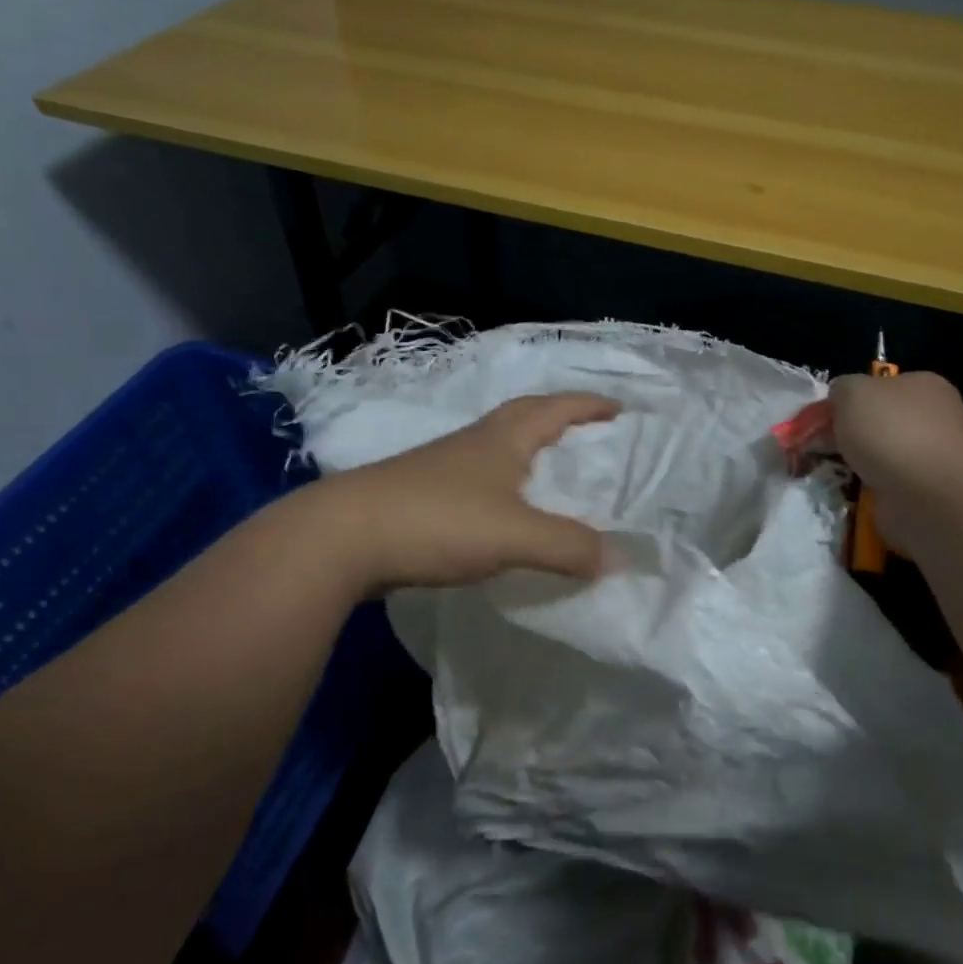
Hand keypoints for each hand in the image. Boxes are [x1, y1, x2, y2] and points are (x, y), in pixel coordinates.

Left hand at [317, 392, 621, 593]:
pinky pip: (476, 480)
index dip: (588, 406)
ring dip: (527, 452)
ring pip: (496, 448)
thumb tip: (619, 557)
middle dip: (558, 420)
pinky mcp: (420, 495)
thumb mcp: (515, 534)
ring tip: (549, 475)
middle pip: (523, 417)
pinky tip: (501, 513)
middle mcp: (473, 443)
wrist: (342, 536)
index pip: (555, 409)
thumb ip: (568, 546)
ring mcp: (442, 467)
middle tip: (586, 435)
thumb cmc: (438, 519)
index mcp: (502, 438)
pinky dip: (500, 485)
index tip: (618, 408)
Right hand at [829, 372, 962, 547]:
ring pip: (885, 456)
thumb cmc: (891, 431)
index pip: (883, 385)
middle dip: (854, 435)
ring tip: (835, 473)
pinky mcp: (932, 492)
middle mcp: (938, 417)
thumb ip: (841, 389)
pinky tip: (856, 494)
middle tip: (823, 448)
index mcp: (926, 385)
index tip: (827, 418)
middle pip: (882, 421)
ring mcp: (937, 457)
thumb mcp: (851, 391)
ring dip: (861, 465)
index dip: (852, 399)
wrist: (928, 496)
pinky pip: (891, 486)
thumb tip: (839, 401)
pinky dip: (872, 490)